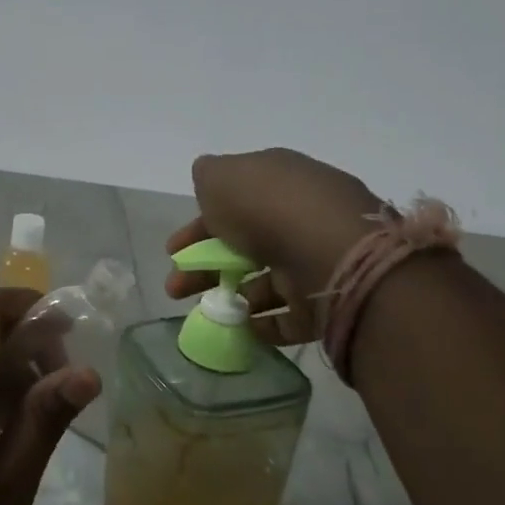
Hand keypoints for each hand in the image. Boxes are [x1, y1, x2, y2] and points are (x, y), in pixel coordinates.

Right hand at [167, 149, 382, 346]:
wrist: (330, 253)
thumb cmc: (267, 207)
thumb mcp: (221, 177)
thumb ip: (208, 176)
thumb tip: (210, 180)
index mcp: (279, 179)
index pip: (234, 201)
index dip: (200, 225)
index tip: (173, 251)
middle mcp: (300, 215)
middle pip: (246, 242)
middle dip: (206, 265)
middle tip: (177, 288)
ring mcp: (317, 258)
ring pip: (266, 279)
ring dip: (232, 295)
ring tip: (207, 312)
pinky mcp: (329, 299)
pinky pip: (290, 314)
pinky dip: (264, 323)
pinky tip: (241, 327)